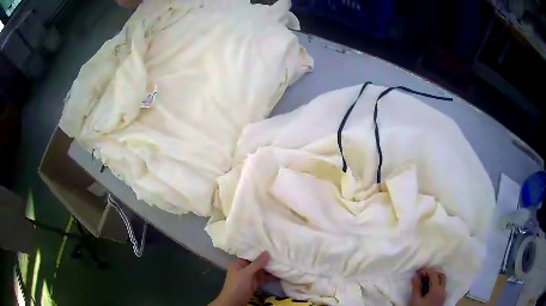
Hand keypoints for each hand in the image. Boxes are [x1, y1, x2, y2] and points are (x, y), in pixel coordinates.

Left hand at [210, 251, 275, 305]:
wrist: (234, 301)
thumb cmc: (238, 285)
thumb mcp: (247, 273)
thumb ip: (257, 263)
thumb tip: (267, 251)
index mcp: (239, 263)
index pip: (250, 254)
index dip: (260, 251)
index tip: (271, 245)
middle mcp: (245, 269)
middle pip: (257, 262)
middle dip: (267, 260)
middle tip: (280, 253)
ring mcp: (251, 277)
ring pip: (262, 270)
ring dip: (271, 268)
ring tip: (283, 261)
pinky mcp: (256, 283)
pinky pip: (264, 278)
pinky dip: (271, 276)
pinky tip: (281, 273)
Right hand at [410, 268, 446, 305]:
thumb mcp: (415, 300)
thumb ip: (416, 287)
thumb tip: (416, 276)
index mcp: (437, 289)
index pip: (434, 274)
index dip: (426, 271)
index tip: (417, 272)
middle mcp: (443, 290)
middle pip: (441, 276)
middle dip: (433, 273)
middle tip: (423, 275)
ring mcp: (443, 294)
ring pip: (442, 281)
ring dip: (435, 279)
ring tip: (424, 282)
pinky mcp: (442, 299)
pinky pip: (441, 287)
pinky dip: (436, 284)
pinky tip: (428, 288)